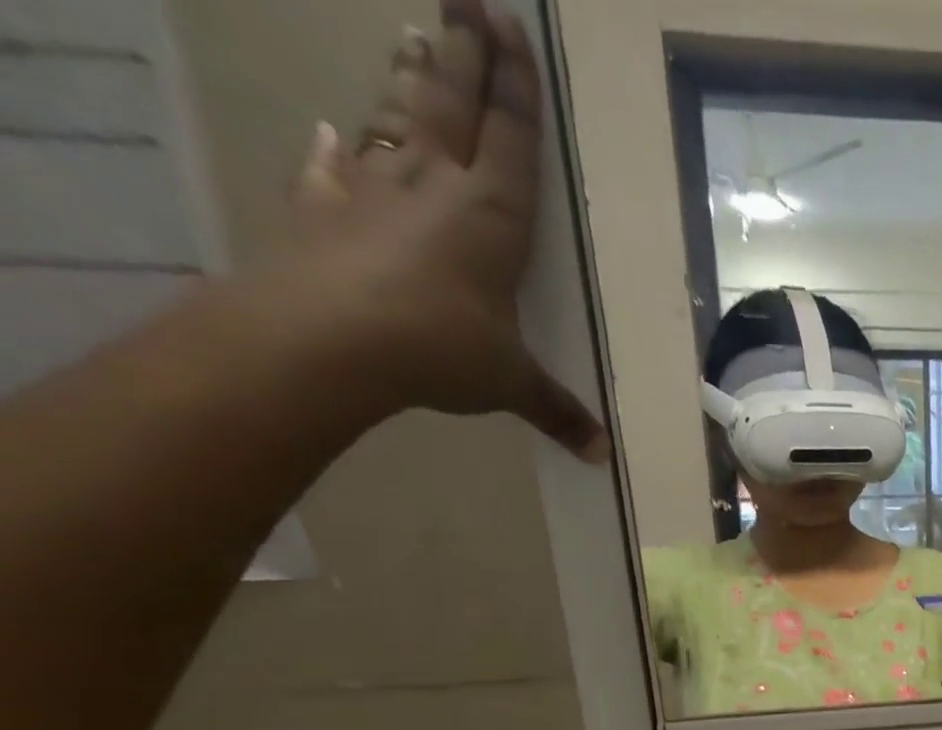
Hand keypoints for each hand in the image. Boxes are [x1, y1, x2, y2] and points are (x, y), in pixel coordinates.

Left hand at [268, 0, 607, 460]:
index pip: (512, 139)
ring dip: (408, 79)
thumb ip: (556, 411)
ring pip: (397, 118)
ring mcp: (373, 188)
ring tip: (413, 37)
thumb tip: (600, 456)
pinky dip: (333, 151)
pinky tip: (330, 135)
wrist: (328, 339)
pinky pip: (330, 167)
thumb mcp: (511, 384)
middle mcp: (435, 184)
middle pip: (452, 102)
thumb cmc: (441, 348)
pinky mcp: (322, 207)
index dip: (516, 87)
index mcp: (493, 217)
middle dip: (464, 52)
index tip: (512, 28)